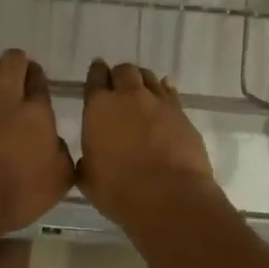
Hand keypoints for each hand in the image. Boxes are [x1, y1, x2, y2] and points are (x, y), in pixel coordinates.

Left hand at [0, 49, 72, 235]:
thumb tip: (56, 142)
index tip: (34, 84)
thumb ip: (62, 155)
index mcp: (37, 113)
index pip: (39, 79)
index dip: (37, 77)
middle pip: (14, 61)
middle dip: (17, 63)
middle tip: (15, 77)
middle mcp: (8, 98)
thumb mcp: (57, 182)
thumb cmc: (16, 194)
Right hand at [78, 61, 220, 225]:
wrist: (170, 196)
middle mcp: (128, 96)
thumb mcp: (88, 180)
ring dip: (142, 81)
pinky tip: (163, 98)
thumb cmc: (120, 190)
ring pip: (148, 77)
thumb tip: (89, 159)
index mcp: (99, 107)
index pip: (95, 77)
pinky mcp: (182, 113)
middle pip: (124, 70)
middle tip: (118, 88)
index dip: (96, 73)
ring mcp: (158, 102)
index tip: (97, 74)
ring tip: (140, 93)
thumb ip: (86, 162)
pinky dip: (165, 92)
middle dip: (119, 75)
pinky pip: (170, 93)